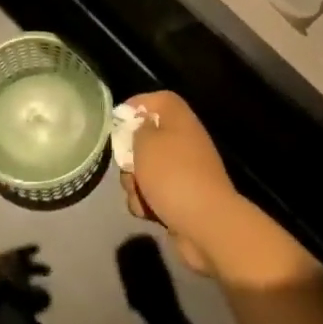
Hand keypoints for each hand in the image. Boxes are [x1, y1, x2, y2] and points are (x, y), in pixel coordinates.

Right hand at [118, 91, 246, 274]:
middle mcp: (183, 141)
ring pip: (145, 170)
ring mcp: (184, 171)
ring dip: (135, 183)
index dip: (134, 106)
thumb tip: (138, 127)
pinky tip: (149, 213)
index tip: (116, 124)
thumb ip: (135, 129)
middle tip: (127, 168)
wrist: (206, 224)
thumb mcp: (145, 143)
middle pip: (146, 139)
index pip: (156, 99)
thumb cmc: (172, 174)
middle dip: (129, 157)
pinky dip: (147, 203)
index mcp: (179, 119)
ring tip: (140, 196)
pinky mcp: (182, 198)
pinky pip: (154, 194)